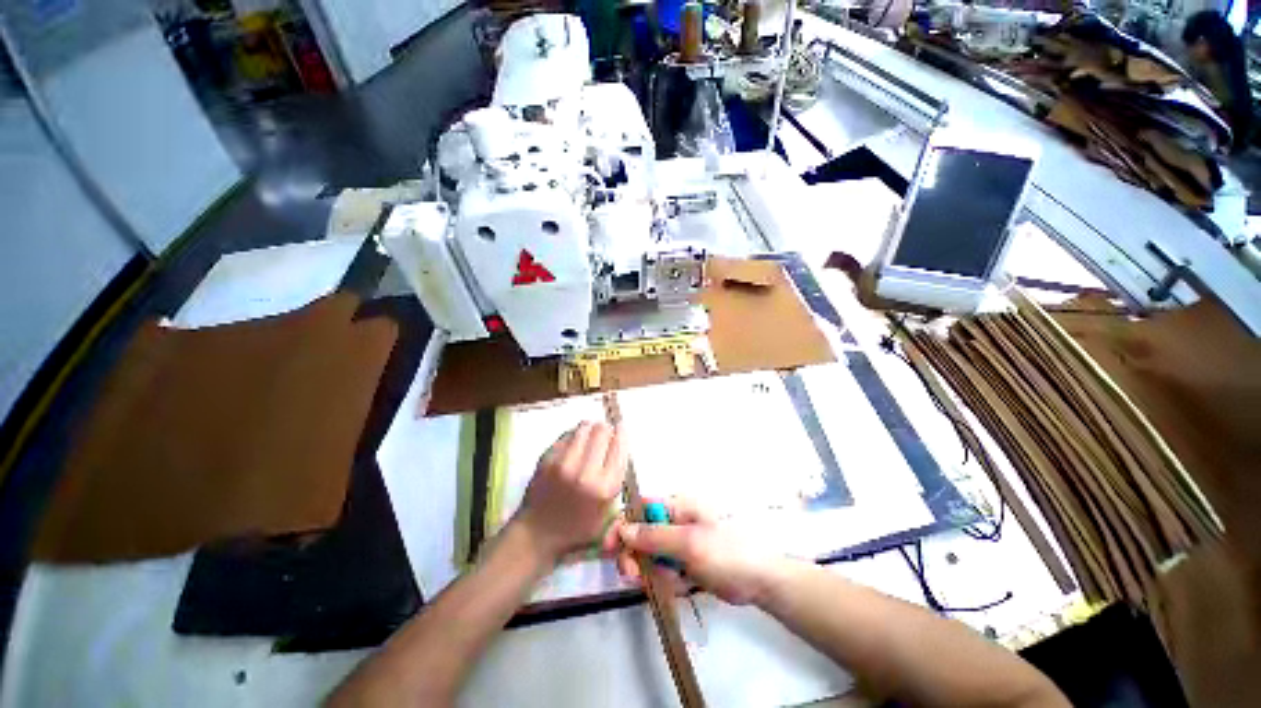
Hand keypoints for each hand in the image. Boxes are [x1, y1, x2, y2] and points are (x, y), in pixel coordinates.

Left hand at [514, 421, 626, 562]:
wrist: (537, 534)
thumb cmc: (577, 527)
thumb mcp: (607, 511)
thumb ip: (616, 478)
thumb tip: (618, 444)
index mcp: (605, 487)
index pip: (619, 446)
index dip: (621, 433)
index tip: (620, 428)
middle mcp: (586, 472)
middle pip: (602, 430)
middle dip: (606, 429)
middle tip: (604, 435)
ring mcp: (564, 463)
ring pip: (584, 427)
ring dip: (590, 429)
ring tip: (589, 437)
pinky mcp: (547, 458)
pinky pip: (567, 434)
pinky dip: (574, 436)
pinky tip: (573, 445)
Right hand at [615, 497, 783, 605]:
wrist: (759, 581)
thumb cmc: (726, 552)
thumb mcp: (688, 542)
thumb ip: (654, 536)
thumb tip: (623, 528)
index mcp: (677, 506)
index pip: (640, 509)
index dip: (623, 525)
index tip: (609, 547)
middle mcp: (675, 522)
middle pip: (641, 534)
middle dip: (634, 554)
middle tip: (632, 575)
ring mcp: (680, 544)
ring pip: (650, 555)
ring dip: (648, 571)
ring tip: (655, 584)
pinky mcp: (685, 563)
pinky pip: (664, 571)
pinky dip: (665, 581)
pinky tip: (678, 587)